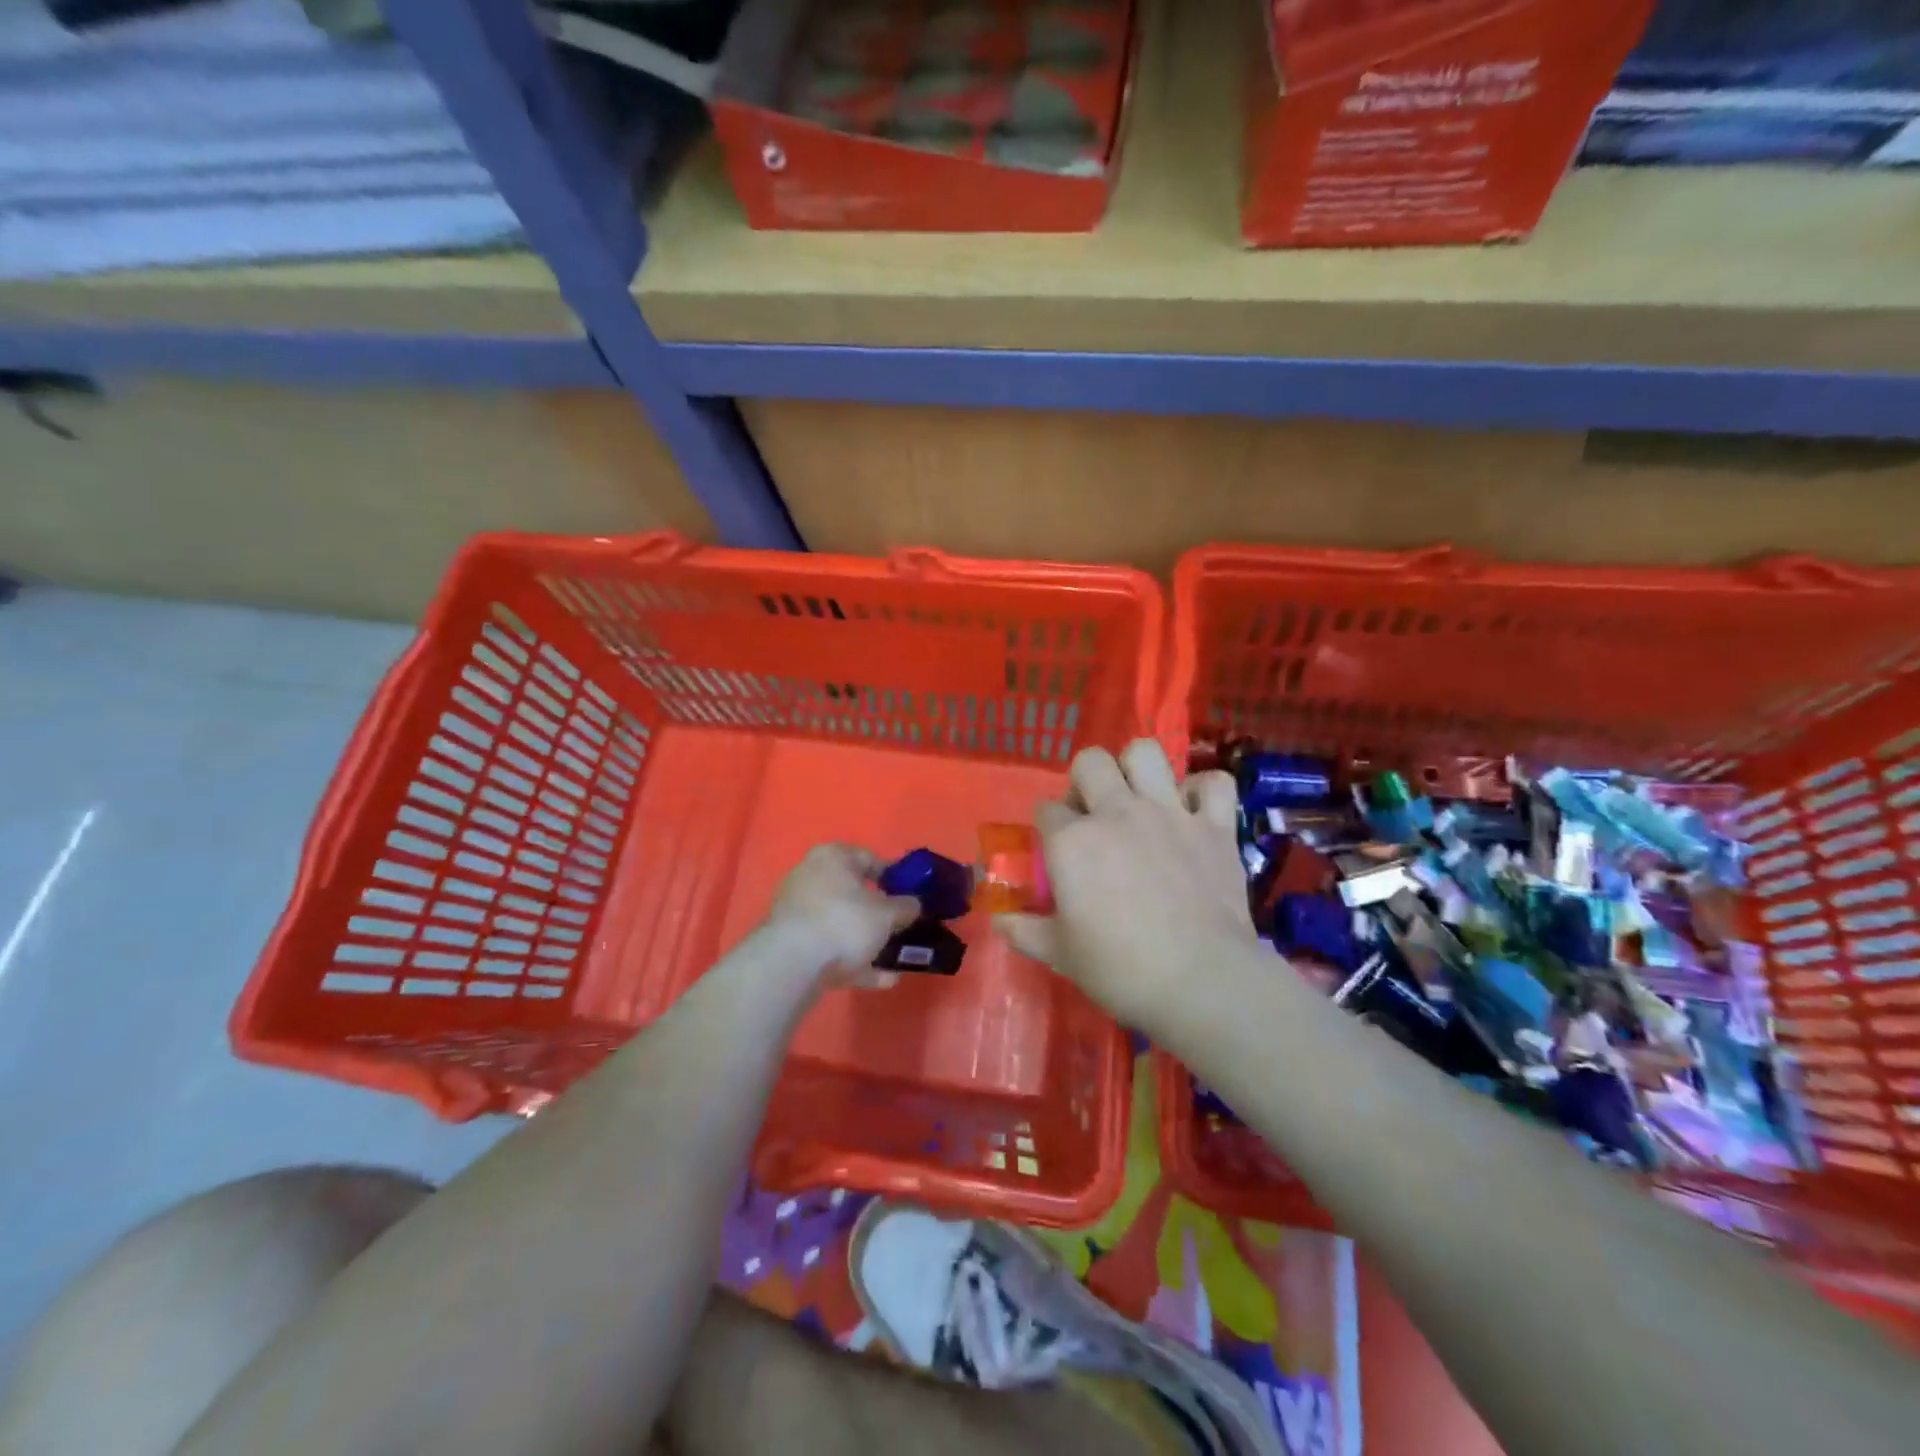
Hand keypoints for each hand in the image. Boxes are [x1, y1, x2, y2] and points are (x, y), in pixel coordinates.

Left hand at [763, 844, 921, 990]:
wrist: (791, 964)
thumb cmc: (844, 922)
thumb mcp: (886, 914)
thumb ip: (906, 908)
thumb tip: (914, 905)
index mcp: (832, 857)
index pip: (869, 858)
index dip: (893, 877)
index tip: (910, 896)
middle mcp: (810, 877)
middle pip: (852, 893)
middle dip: (877, 913)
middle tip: (900, 927)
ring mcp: (797, 911)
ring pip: (840, 923)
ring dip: (867, 941)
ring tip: (894, 960)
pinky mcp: (791, 943)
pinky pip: (829, 947)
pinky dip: (853, 961)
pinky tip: (881, 980)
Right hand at [996, 740, 1256, 1032]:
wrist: (1201, 981)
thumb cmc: (1121, 970)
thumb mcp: (1061, 955)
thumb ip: (1025, 930)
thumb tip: (999, 921)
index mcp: (1072, 840)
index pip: (1045, 809)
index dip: (1048, 827)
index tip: (1056, 851)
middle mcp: (1117, 812)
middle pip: (1090, 762)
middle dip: (1084, 780)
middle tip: (1093, 815)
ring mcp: (1169, 812)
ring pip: (1146, 753)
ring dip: (1138, 769)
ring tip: (1138, 798)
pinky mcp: (1214, 825)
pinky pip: (1213, 783)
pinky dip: (1203, 792)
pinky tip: (1194, 812)